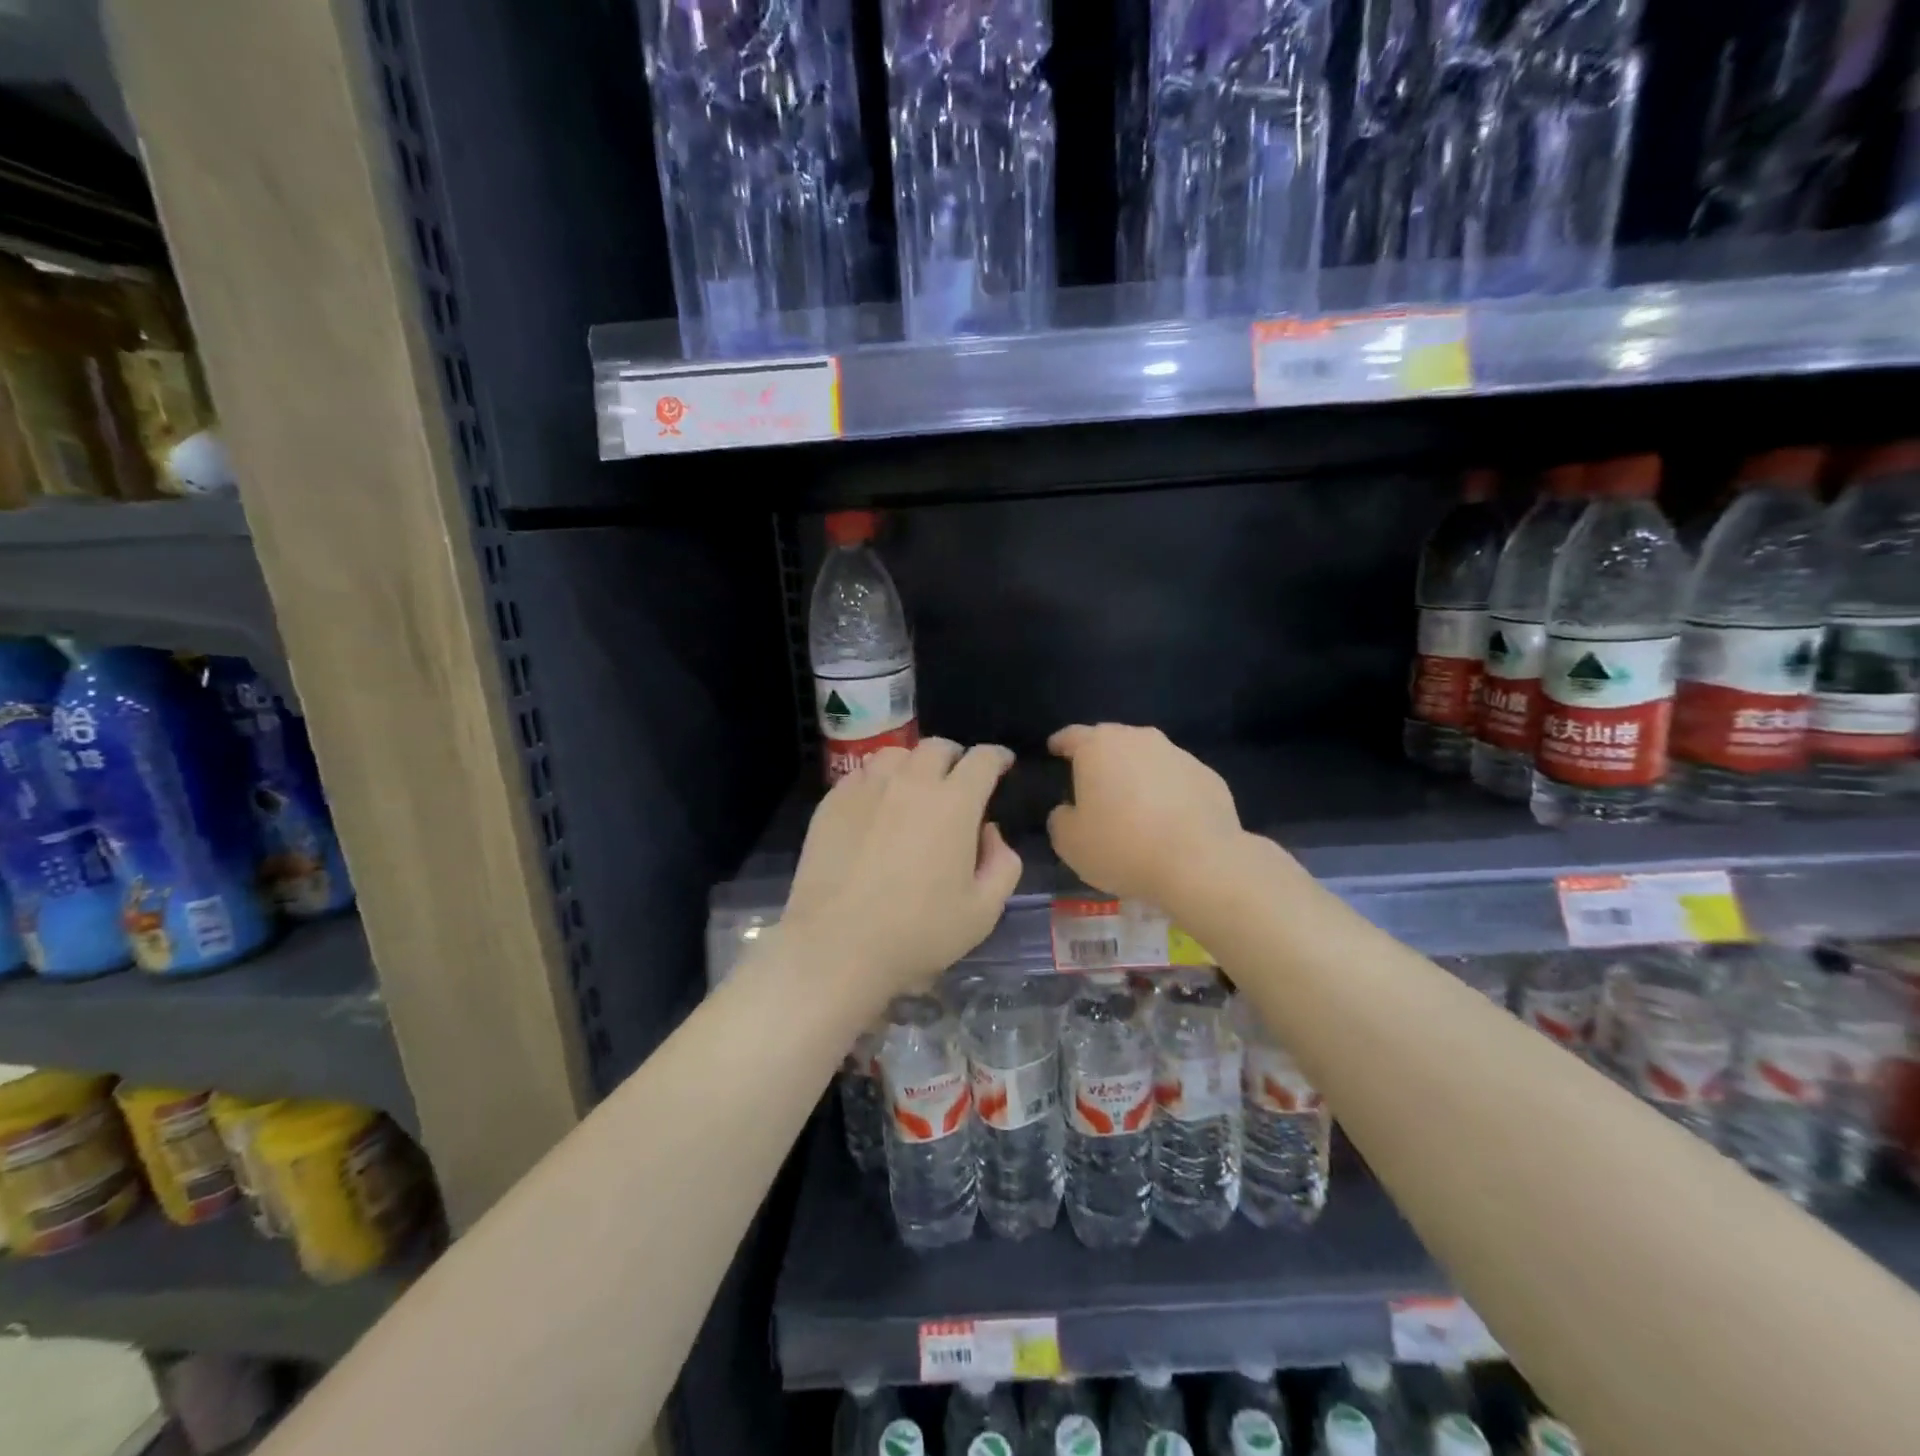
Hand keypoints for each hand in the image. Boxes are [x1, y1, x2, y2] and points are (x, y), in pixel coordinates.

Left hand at [782, 739, 1021, 1004]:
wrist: (837, 946)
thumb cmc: (918, 932)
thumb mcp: (983, 911)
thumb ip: (1002, 864)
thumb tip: (989, 832)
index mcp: (954, 803)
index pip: (982, 760)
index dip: (996, 757)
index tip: (1001, 764)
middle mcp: (911, 782)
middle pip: (938, 747)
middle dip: (955, 758)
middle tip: (957, 781)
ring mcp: (867, 788)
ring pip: (896, 754)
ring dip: (914, 764)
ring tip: (914, 788)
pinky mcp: (833, 802)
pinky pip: (862, 774)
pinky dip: (878, 780)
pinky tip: (876, 806)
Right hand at [1046, 724, 1243, 904]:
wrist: (1199, 863)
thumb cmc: (1122, 847)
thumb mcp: (1069, 842)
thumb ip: (1061, 818)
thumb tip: (1070, 810)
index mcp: (1098, 747)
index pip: (1072, 735)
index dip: (1060, 744)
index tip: (1054, 751)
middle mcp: (1139, 739)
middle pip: (1112, 741)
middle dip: (1101, 759)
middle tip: (1094, 785)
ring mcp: (1178, 755)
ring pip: (1147, 759)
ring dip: (1137, 775)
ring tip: (1134, 806)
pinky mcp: (1208, 776)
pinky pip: (1177, 780)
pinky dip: (1168, 793)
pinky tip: (1168, 821)